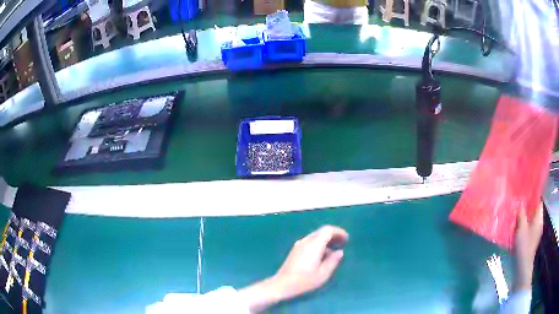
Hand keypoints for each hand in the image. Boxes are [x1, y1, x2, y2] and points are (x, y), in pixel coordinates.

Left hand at [238, 225, 348, 312]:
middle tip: (343, 243)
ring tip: (335, 250)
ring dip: (326, 240)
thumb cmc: (304, 281)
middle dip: (334, 235)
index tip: (346, 239)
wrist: (282, 285)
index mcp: (314, 245)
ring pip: (315, 236)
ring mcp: (299, 245)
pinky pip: (310, 241)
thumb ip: (333, 261)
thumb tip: (339, 252)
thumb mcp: (323, 274)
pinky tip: (323, 255)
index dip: (339, 232)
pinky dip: (319, 244)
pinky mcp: (295, 250)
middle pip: (321, 231)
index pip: (327, 230)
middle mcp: (305, 241)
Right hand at [513, 202, 543, 290]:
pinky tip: (518, 229)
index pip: (538, 202)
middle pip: (535, 211)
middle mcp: (539, 223)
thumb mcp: (521, 229)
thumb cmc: (524, 246)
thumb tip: (520, 205)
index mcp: (539, 218)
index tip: (525, 194)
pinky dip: (525, 226)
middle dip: (528, 208)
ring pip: (531, 221)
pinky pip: (529, 229)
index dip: (533, 197)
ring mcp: (536, 233)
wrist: (523, 267)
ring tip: (517, 216)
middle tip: (519, 204)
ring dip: (526, 218)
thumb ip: (521, 215)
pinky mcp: (532, 241)